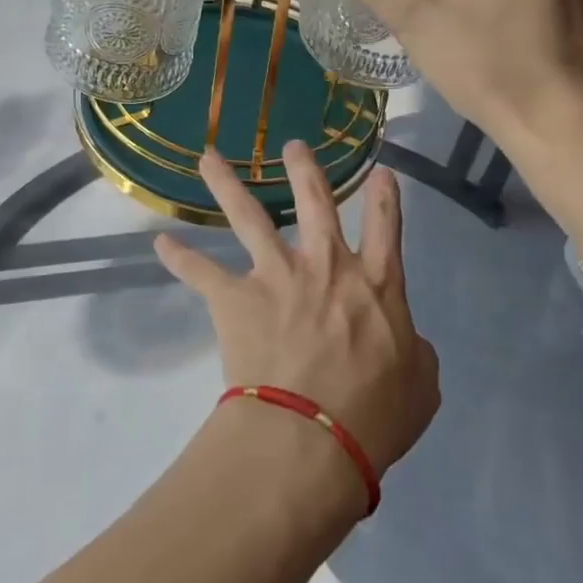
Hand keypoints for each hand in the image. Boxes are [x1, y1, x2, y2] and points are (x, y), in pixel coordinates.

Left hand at [152, 144, 438, 480]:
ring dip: (227, 184)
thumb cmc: (374, 417)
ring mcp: (277, 276)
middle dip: (304, 169)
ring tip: (208, 157)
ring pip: (249, 217)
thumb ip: (416, 352)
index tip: (380, 172)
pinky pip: (201, 272)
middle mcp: (326, 266)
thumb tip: (408, 340)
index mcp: (376, 285)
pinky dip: (180, 258)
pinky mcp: (237, 298)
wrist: (311, 437)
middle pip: (315, 202)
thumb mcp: (421, 387)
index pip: (386, 227)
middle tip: (292, 145)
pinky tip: (160, 243)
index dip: (385, 197)